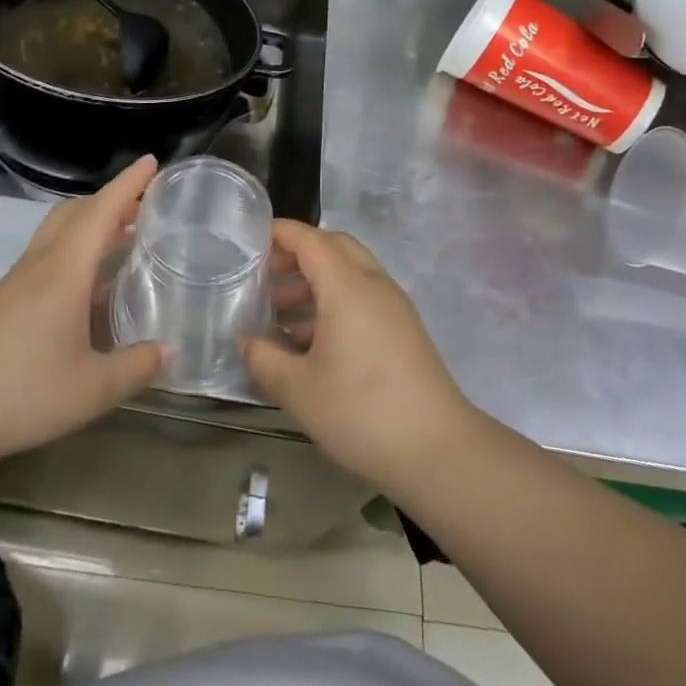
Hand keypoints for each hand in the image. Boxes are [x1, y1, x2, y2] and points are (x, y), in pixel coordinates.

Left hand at [0, 156, 163, 474]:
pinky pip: (46, 257)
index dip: (128, 184)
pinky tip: (88, 288)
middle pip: (76, 212)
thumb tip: (168, 350)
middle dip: (110, 200)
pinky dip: (74, 251)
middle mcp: (41, 264)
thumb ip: (135, 368)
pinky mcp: (3, 302)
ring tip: (123, 240)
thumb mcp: (91, 390)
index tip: (151, 161)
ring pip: (58, 232)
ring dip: (91, 224)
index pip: (102, 211)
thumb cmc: (20, 392)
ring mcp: (17, 281)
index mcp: (65, 270)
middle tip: (144, 205)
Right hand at [245, 220, 474, 491]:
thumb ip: (264, 359)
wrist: (438, 451)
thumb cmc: (362, 412)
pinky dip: (335, 300)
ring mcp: (393, 306)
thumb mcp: (298, 390)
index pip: (309, 239)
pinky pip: (363, 296)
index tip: (250, 241)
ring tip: (280, 311)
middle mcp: (372, 284)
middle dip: (298, 252)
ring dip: (316, 280)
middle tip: (267, 274)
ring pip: (350, 272)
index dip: (279, 233)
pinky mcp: (404, 330)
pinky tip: (312, 339)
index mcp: (346, 285)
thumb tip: (246, 342)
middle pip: (334, 247)